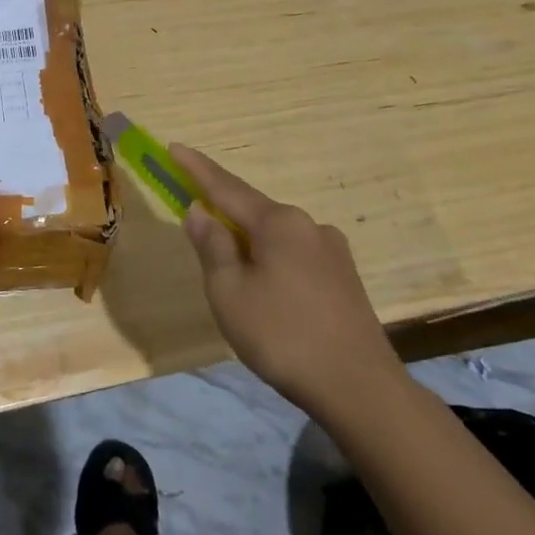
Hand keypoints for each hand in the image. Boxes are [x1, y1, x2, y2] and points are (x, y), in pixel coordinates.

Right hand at [172, 143, 403, 411]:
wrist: (359, 388)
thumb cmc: (282, 336)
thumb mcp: (230, 292)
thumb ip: (212, 246)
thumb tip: (200, 211)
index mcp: (278, 223)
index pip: (226, 188)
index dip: (196, 169)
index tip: (174, 147)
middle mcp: (308, 225)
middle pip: (253, 210)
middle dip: (223, 210)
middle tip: (195, 217)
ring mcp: (332, 251)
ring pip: (275, 235)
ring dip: (248, 240)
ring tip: (230, 271)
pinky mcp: (344, 278)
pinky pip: (294, 255)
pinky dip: (270, 259)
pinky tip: (266, 289)